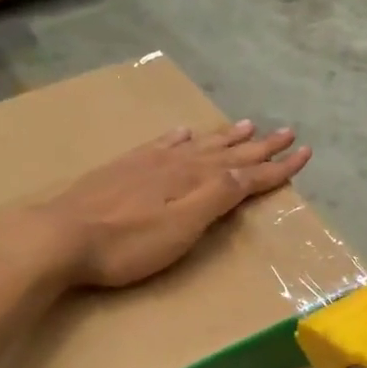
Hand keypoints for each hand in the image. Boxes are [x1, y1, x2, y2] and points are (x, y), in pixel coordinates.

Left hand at [39, 121, 310, 288]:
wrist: (61, 235)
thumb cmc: (127, 243)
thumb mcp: (182, 227)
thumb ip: (217, 197)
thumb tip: (249, 170)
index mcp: (196, 181)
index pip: (247, 172)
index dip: (277, 165)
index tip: (305, 152)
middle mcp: (177, 164)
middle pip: (227, 153)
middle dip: (259, 145)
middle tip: (286, 131)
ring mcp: (148, 163)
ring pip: (198, 145)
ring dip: (225, 137)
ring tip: (247, 124)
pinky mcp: (124, 168)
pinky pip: (162, 144)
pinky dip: (179, 138)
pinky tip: (183, 132)